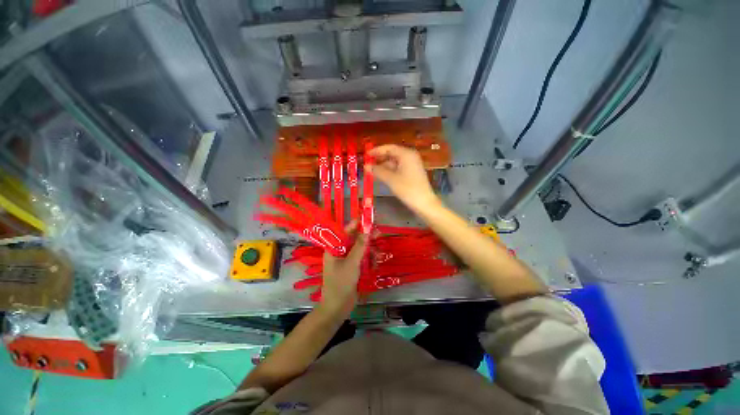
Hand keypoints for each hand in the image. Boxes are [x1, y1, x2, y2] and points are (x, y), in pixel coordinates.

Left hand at [319, 221, 368, 317]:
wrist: (337, 307)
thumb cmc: (341, 283)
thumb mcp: (351, 263)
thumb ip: (360, 247)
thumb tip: (367, 231)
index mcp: (334, 248)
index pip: (345, 231)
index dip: (357, 224)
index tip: (368, 220)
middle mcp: (340, 251)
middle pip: (355, 239)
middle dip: (366, 238)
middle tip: (379, 234)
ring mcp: (347, 260)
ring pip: (360, 249)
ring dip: (369, 250)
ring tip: (377, 256)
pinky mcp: (353, 268)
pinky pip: (362, 258)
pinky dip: (369, 260)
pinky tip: (374, 264)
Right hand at [368, 145, 439, 213]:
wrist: (424, 203)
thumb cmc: (408, 189)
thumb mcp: (391, 179)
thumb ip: (377, 171)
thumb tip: (366, 166)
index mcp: (406, 154)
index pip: (389, 148)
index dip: (376, 151)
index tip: (366, 155)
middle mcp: (410, 156)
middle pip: (392, 154)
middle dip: (379, 158)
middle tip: (367, 163)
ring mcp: (412, 165)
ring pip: (394, 162)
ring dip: (383, 166)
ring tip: (371, 171)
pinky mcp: (412, 173)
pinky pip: (398, 168)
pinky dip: (389, 171)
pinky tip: (381, 175)